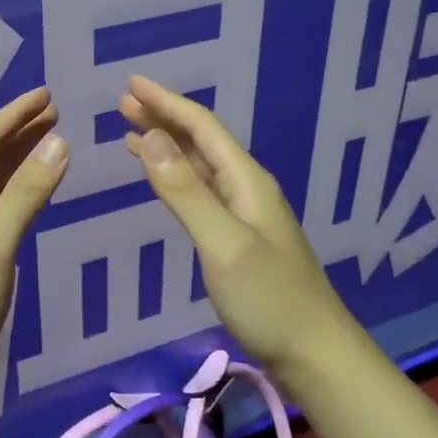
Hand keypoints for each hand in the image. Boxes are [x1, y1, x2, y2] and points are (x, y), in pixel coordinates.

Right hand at [121, 75, 351, 374]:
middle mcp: (246, 187)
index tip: (131, 83)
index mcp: (246, 180)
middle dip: (163, 117)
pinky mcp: (238, 236)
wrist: (314, 354)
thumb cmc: (268, 298)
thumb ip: (185, 191)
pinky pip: (200, 190)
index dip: (166, 102)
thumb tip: (150, 136)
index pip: (202, 127)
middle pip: (200, 140)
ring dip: (166, 144)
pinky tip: (162, 178)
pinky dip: (175, 175)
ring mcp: (244, 212)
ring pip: (199, 164)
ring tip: (131, 130)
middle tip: (123, 103)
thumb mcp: (222, 243)